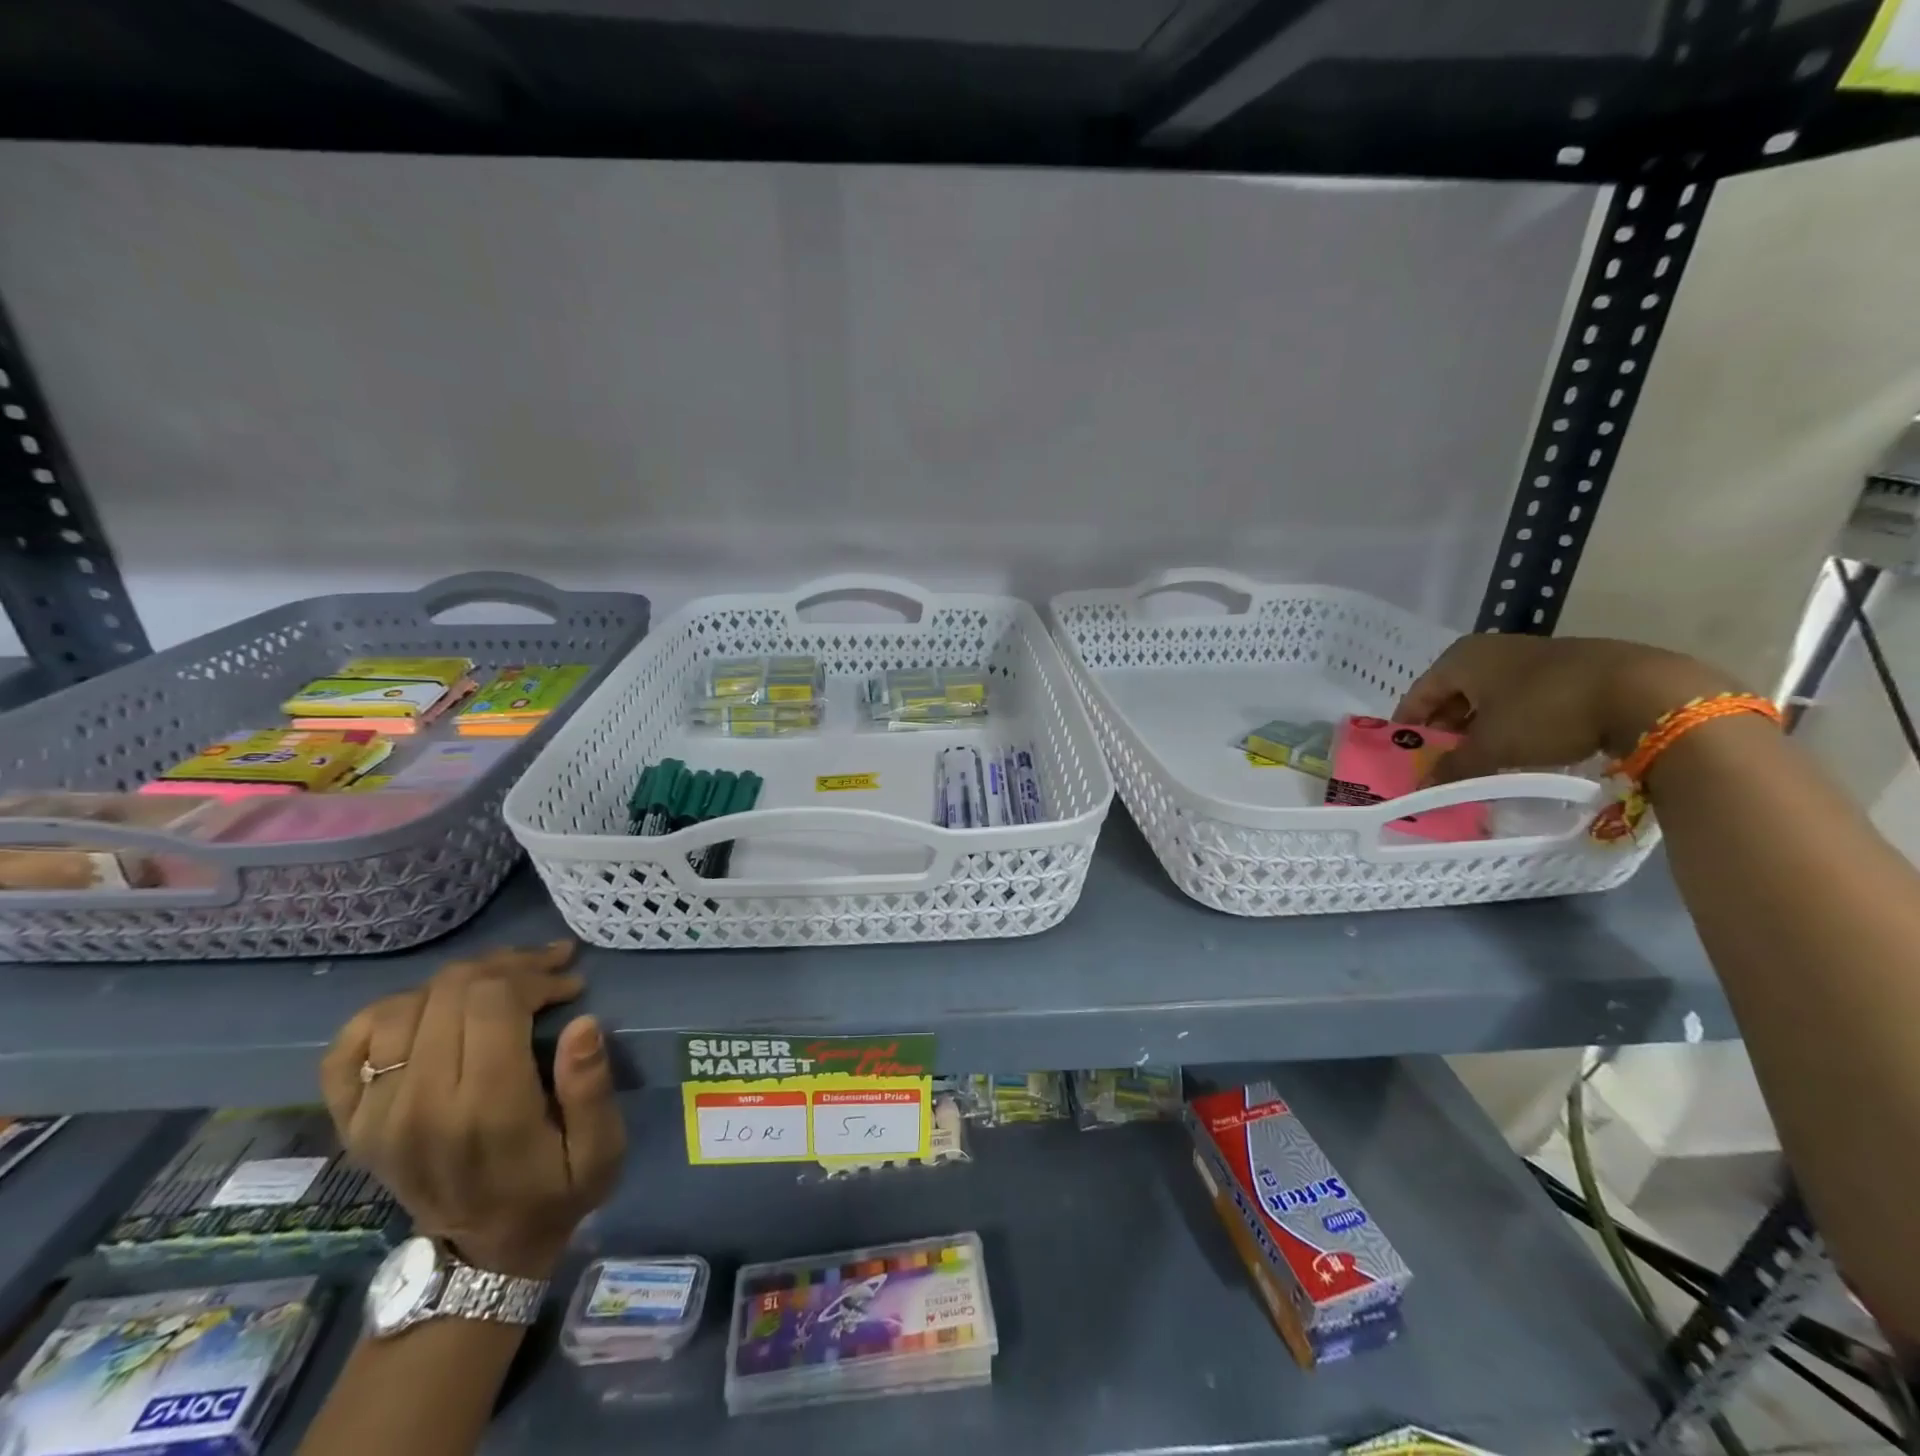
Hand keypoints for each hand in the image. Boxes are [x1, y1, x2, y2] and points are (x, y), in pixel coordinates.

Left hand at [320, 942, 623, 1278]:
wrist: (480, 1255)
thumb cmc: (554, 1192)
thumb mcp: (600, 1151)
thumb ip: (592, 1088)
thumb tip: (583, 1021)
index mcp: (485, 1109)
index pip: (493, 1003)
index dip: (535, 977)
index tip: (570, 984)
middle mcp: (419, 1104)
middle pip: (452, 991)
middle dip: (507, 967)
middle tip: (547, 970)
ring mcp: (376, 1113)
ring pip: (407, 1004)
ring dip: (461, 980)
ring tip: (503, 982)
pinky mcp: (353, 1120)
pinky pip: (351, 1042)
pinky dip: (390, 1011)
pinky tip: (432, 1008)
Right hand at [1395, 635, 1737, 783]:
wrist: (1648, 693)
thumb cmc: (1546, 712)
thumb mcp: (1492, 747)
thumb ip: (1453, 767)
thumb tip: (1421, 787)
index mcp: (1462, 658)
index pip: (1419, 694)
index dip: (1409, 726)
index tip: (1405, 755)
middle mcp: (1493, 649)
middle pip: (1454, 694)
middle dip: (1446, 729)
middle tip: (1443, 761)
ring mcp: (1536, 656)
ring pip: (1492, 697)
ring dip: (1482, 727)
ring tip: (1483, 759)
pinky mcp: (1573, 669)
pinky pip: (1526, 699)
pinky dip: (1516, 722)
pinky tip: (1525, 747)